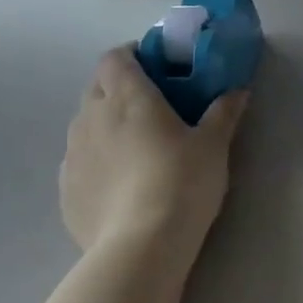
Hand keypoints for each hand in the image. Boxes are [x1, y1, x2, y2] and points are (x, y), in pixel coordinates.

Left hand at [59, 47, 248, 253]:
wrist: (140, 248)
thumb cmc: (182, 182)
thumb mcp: (214, 146)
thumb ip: (223, 112)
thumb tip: (238, 91)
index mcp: (128, 97)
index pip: (115, 57)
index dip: (131, 55)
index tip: (154, 66)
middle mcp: (92, 117)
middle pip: (97, 86)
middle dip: (118, 87)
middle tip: (150, 104)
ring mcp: (73, 154)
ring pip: (84, 124)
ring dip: (105, 124)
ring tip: (134, 146)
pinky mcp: (65, 189)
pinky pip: (79, 161)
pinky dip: (96, 160)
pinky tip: (119, 183)